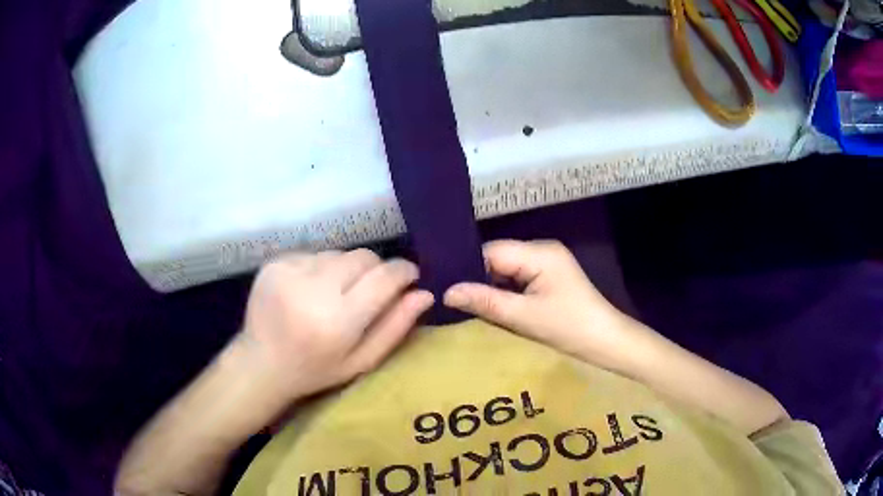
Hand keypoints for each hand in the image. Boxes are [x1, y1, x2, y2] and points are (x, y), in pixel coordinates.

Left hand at [236, 249, 433, 401]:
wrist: (261, 364)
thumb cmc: (316, 371)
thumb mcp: (361, 361)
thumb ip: (394, 327)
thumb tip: (424, 294)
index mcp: (338, 321)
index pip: (384, 278)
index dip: (404, 271)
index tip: (409, 275)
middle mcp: (313, 290)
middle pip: (363, 257)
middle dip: (375, 269)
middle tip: (368, 291)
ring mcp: (289, 272)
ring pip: (338, 253)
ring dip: (345, 269)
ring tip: (334, 294)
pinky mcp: (274, 263)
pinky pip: (313, 254)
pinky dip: (320, 268)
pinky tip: (309, 290)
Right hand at [443, 240, 649, 368]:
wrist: (607, 342)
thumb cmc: (569, 328)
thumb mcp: (524, 316)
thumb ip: (485, 301)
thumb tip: (447, 292)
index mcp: (539, 253)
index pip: (491, 252)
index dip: (468, 268)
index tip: (445, 287)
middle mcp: (542, 250)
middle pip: (498, 259)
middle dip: (478, 279)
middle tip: (453, 300)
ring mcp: (547, 264)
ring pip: (506, 270)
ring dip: (491, 287)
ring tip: (467, 305)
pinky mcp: (549, 278)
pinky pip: (518, 279)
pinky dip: (505, 292)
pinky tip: (493, 307)